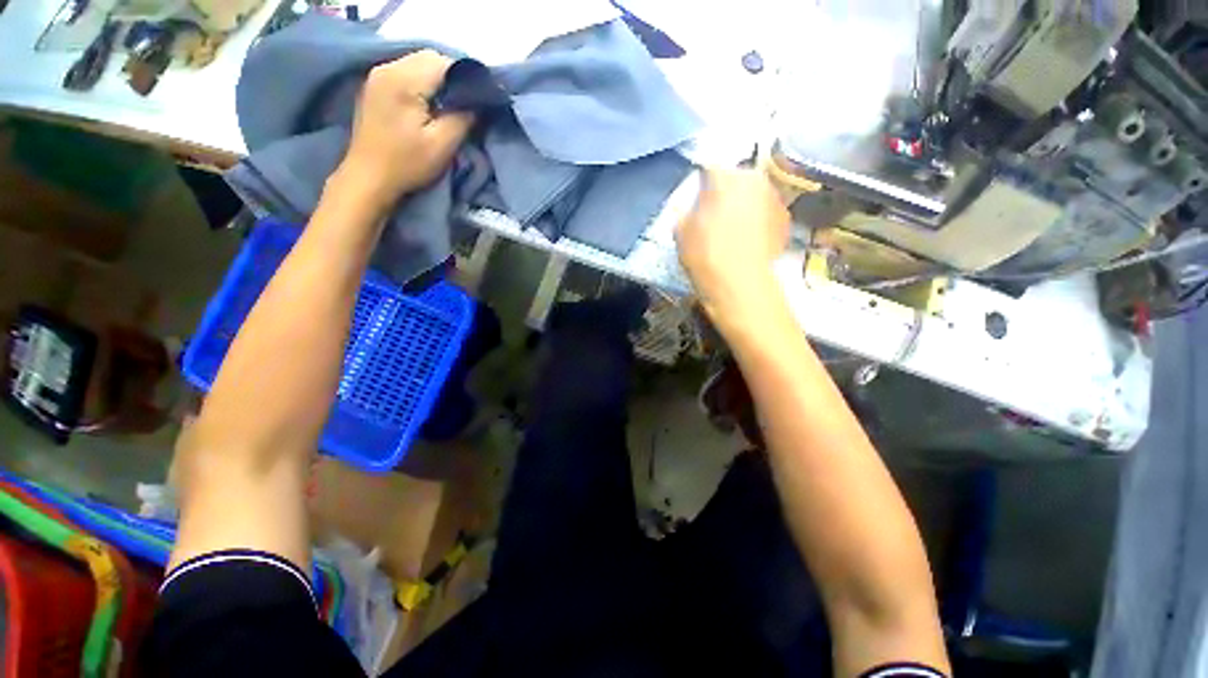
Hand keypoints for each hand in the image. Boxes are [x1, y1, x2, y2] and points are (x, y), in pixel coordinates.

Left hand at [333, 50, 474, 211]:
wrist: (369, 177)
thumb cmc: (407, 164)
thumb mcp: (442, 146)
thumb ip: (463, 118)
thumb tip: (477, 102)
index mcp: (404, 81)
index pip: (444, 63)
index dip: (465, 79)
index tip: (476, 102)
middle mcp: (388, 68)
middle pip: (429, 58)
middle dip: (452, 78)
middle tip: (465, 105)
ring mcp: (378, 74)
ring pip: (418, 63)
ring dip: (438, 80)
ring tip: (448, 106)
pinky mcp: (375, 84)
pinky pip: (406, 71)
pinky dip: (423, 82)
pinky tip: (429, 104)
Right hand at [676, 168, 790, 323]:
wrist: (739, 285)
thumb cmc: (705, 254)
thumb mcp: (681, 232)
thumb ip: (685, 212)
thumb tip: (694, 209)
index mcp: (726, 176)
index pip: (709, 170)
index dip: (700, 186)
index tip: (696, 203)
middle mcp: (756, 179)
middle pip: (736, 180)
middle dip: (725, 193)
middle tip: (713, 216)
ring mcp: (775, 199)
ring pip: (753, 197)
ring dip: (743, 207)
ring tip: (732, 231)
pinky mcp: (786, 221)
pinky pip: (766, 214)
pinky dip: (757, 222)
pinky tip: (747, 242)